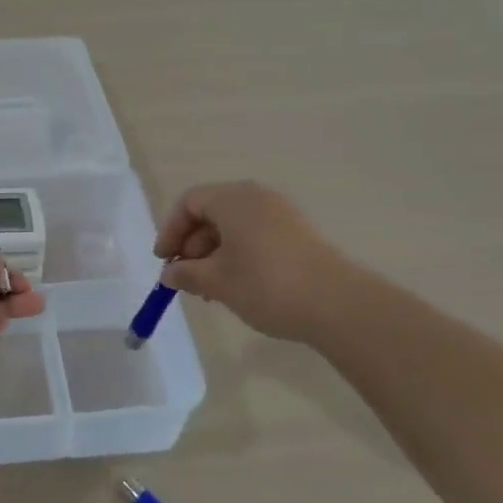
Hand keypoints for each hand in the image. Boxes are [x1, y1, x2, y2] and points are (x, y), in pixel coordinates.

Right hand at [153, 181, 359, 342]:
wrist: (338, 305)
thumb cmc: (266, 284)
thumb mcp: (217, 281)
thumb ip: (186, 273)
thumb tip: (170, 273)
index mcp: (233, 199)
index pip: (189, 202)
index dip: (170, 230)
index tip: (164, 261)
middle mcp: (256, 198)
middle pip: (211, 213)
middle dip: (192, 246)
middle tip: (186, 279)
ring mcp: (280, 215)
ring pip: (233, 228)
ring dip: (213, 255)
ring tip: (210, 290)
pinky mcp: (297, 235)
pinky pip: (254, 236)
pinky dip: (237, 256)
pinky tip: (237, 287)